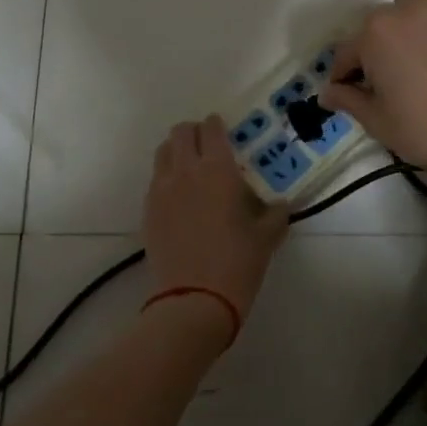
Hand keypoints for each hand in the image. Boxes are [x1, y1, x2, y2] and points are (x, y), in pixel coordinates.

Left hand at [143, 116, 290, 330]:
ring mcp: (161, 189)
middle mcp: (185, 171)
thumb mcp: (266, 238)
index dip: (217, 125)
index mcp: (217, 170)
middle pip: (181, 133)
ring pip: (163, 152)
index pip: (212, 130)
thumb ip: (275, 214)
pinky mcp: (147, 210)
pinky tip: (179, 196)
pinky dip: (166, 176)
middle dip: (194, 132)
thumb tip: (279, 205)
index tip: (224, 130)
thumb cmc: (237, 263)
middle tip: (207, 146)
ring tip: (190, 166)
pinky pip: (155, 180)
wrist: (194, 300)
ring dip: (176, 150)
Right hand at [320, 0, 426, 168]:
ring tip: (414, 58)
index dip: (344, 76)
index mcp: (373, 34)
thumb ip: (347, 99)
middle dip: (374, 50)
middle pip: (376, 27)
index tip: (348, 93)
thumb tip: (327, 93)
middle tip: (385, 81)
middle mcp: (403, 11)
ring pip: (408, 9)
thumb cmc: (422, 130)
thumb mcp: (375, 120)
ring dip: (403, 28)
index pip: (346, 53)